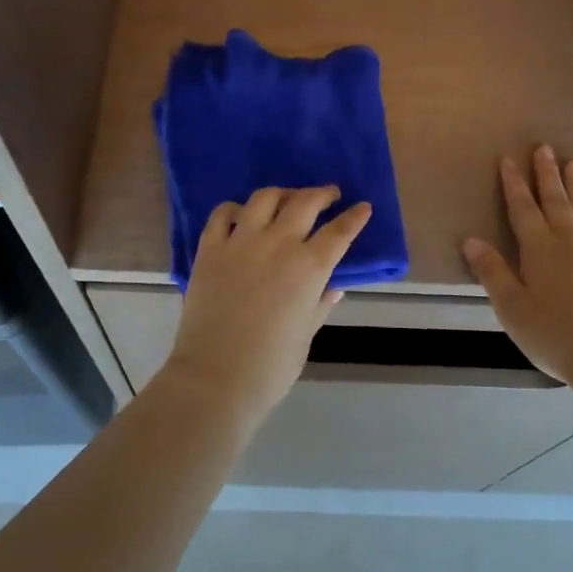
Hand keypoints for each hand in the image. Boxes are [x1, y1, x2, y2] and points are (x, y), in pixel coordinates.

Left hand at [162, 186, 371, 423]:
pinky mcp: (210, 249)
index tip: (363, 207)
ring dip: (282, 194)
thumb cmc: (270, 366)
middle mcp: (278, 244)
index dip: (354, 217)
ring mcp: (240, 242)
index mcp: (309, 268)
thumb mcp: (305, 335)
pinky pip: (222, 214)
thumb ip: (320, 304)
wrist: (215, 377)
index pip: (339, 231)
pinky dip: (235, 209)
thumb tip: (333, 287)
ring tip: (287, 199)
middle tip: (329, 194)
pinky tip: (241, 215)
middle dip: (322, 194)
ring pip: (265, 198)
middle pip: (304, 203)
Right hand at [463, 147, 572, 384]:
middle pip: (556, 201)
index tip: (509, 159)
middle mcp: (570, 242)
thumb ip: (493, 272)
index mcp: (540, 250)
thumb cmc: (555, 334)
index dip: (514, 184)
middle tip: (545, 148)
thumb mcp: (512, 308)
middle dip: (547, 174)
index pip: (523, 209)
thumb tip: (471, 240)